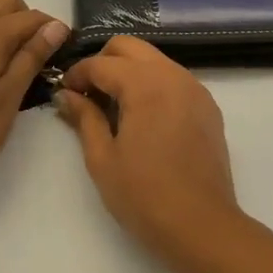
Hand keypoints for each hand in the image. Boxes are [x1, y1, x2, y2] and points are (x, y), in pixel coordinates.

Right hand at [54, 37, 243, 260]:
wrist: (201, 225)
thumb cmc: (144, 195)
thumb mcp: (102, 158)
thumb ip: (84, 118)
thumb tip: (66, 95)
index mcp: (145, 83)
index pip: (101, 63)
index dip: (77, 75)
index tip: (64, 93)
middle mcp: (173, 75)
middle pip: (130, 47)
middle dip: (104, 62)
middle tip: (88, 94)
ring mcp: (196, 89)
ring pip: (155, 60)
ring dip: (130, 72)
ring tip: (114, 107)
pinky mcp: (208, 107)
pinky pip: (175, 79)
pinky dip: (154, 85)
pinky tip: (144, 118)